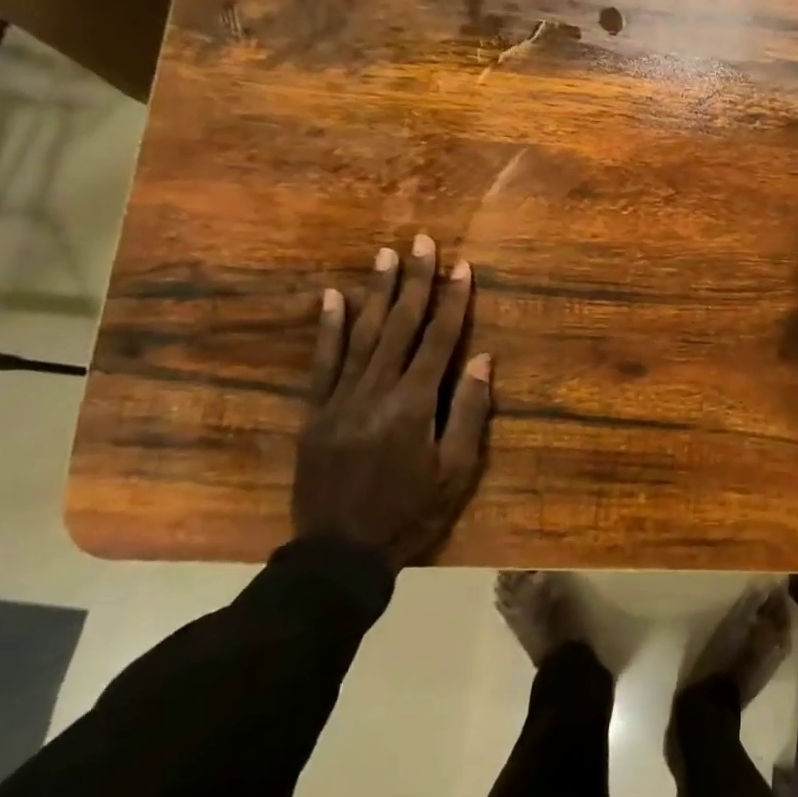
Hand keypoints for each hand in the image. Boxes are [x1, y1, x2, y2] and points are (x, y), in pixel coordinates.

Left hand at [293, 234, 492, 569]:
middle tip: (420, 242)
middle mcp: (377, 391)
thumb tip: (482, 359)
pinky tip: (332, 296)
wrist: (339, 554)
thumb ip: (469, 412)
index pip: (439, 340)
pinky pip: (322, 361)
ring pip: (361, 334)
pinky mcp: (315, 412)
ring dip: (376, 292)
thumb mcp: (457, 472)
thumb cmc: (411, 513)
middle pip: (400, 326)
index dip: (453, 301)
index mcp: (416, 405)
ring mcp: (341, 399)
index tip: (461, 266)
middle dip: (415, 281)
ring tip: (385, 255)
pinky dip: (327, 327)